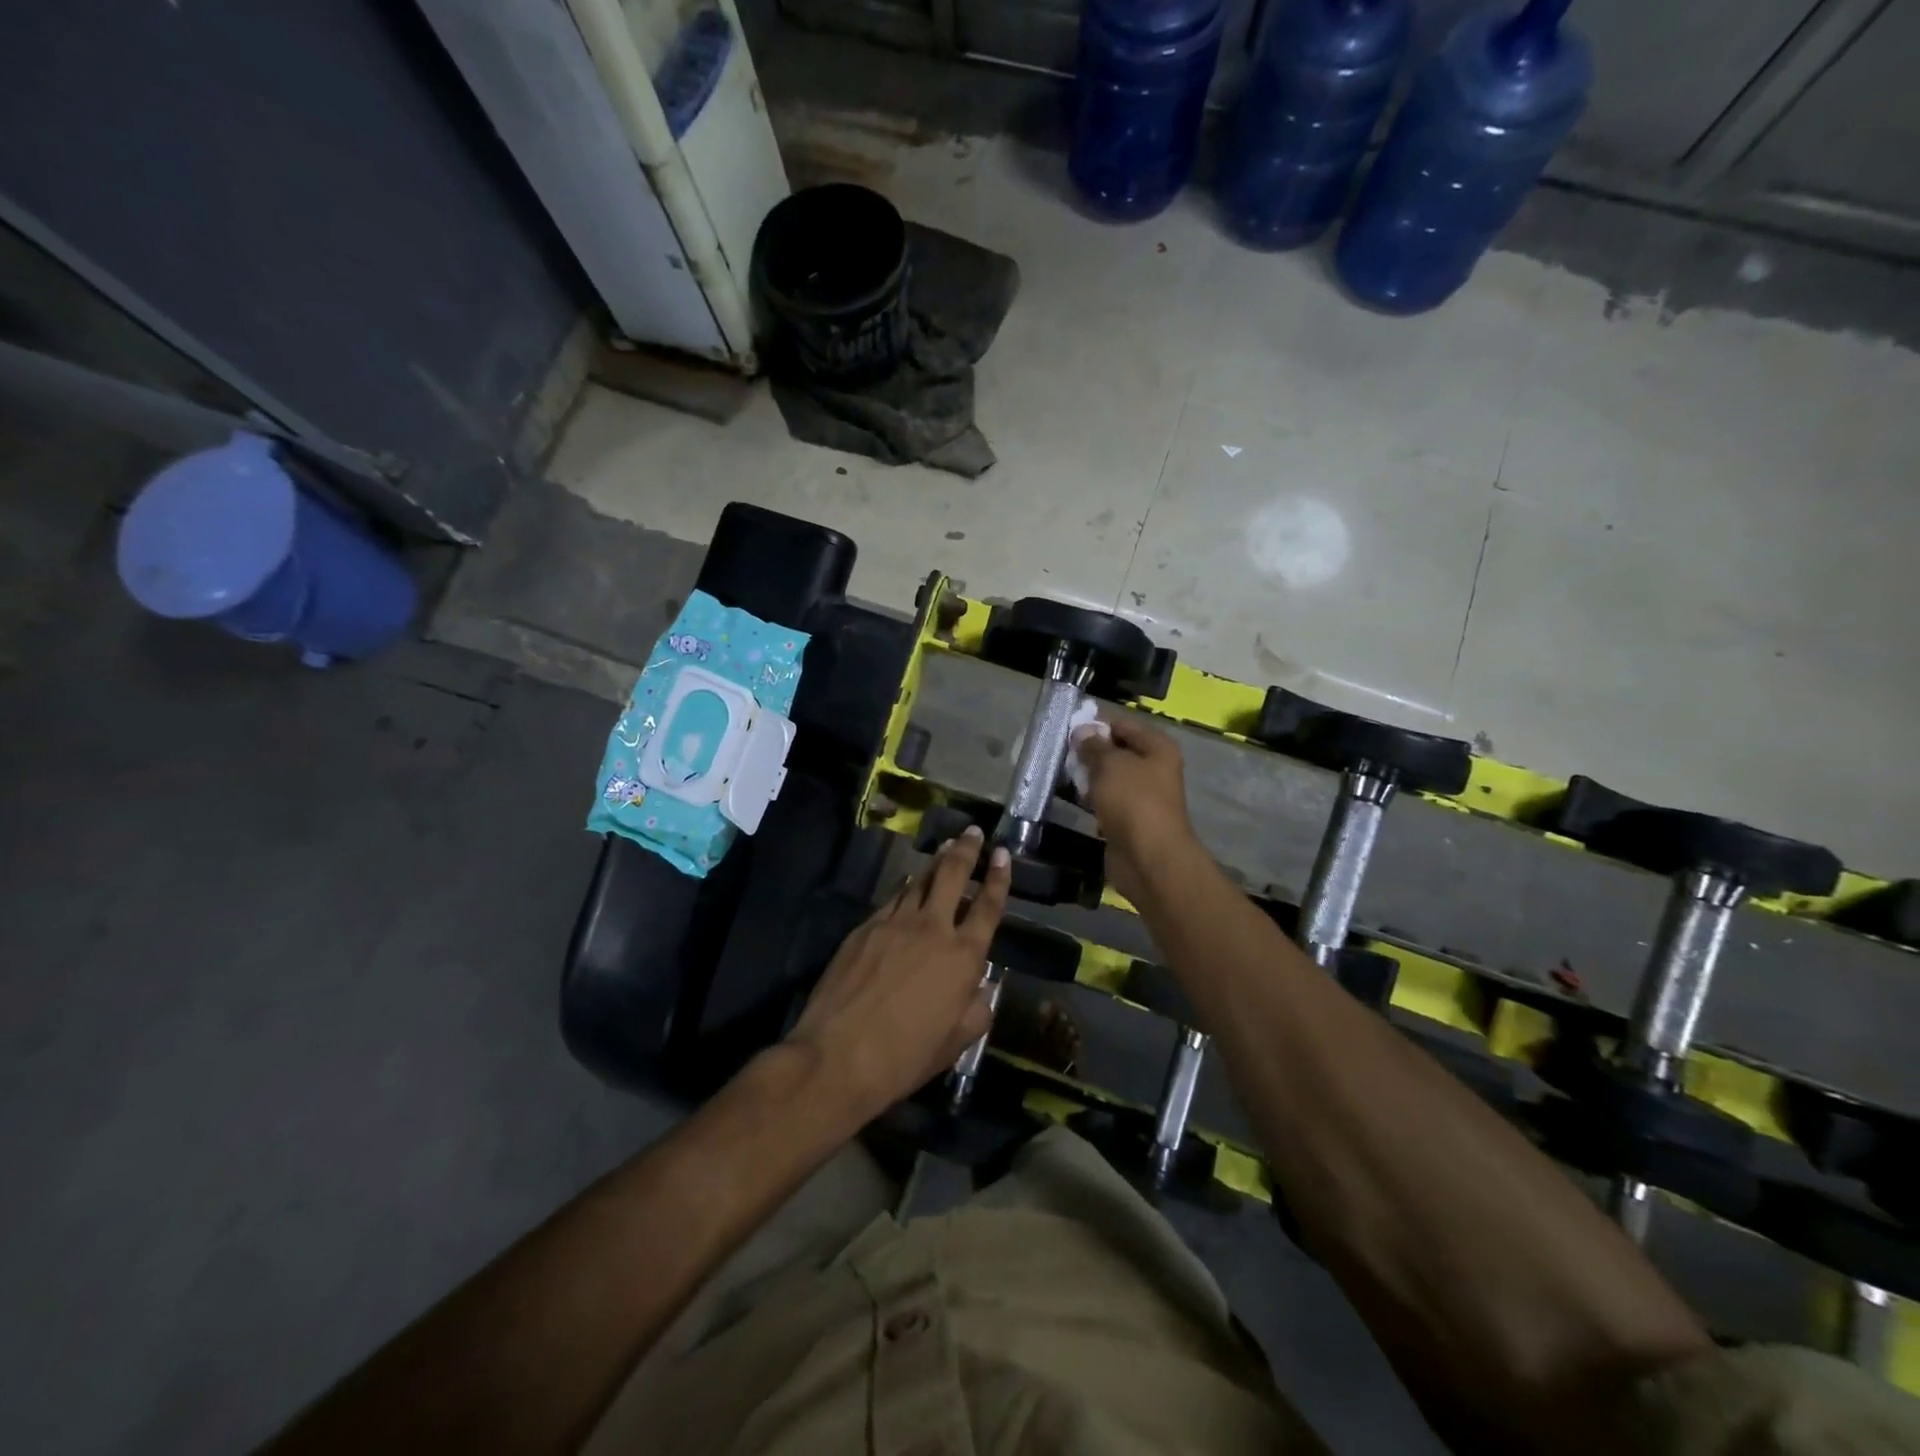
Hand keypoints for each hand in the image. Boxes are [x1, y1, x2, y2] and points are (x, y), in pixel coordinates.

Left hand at [785, 827, 1011, 1123]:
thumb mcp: (955, 1043)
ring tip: (946, 847)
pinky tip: (908, 882)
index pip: (988, 907)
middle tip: (972, 833)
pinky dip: (906, 886)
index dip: (999, 878)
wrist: (839, 1056)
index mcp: (963, 956)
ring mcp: (894, 924)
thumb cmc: (906, 1056)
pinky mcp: (864, 928)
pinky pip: (892, 899)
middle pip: (953, 876)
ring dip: (937, 863)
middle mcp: (932, 929)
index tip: (1003, 854)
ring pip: (920, 881)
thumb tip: (983, 988)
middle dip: (966, 851)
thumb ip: (976, 1010)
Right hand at [1073, 715, 1197, 905]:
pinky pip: (1105, 799)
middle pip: (1116, 750)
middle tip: (1058, 748)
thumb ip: (1093, 745)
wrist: (1148, 858)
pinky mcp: (1128, 818)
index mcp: (1157, 748)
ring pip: (1109, 776)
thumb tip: (1081, 731)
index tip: (1067, 724)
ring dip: (1086, 774)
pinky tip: (1069, 794)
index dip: (1096, 722)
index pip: (1123, 724)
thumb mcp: (1110, 764)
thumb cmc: (1133, 801)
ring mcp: (1141, 795)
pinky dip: (1089, 797)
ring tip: (1058, 769)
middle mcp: (1153, 768)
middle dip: (1089, 749)